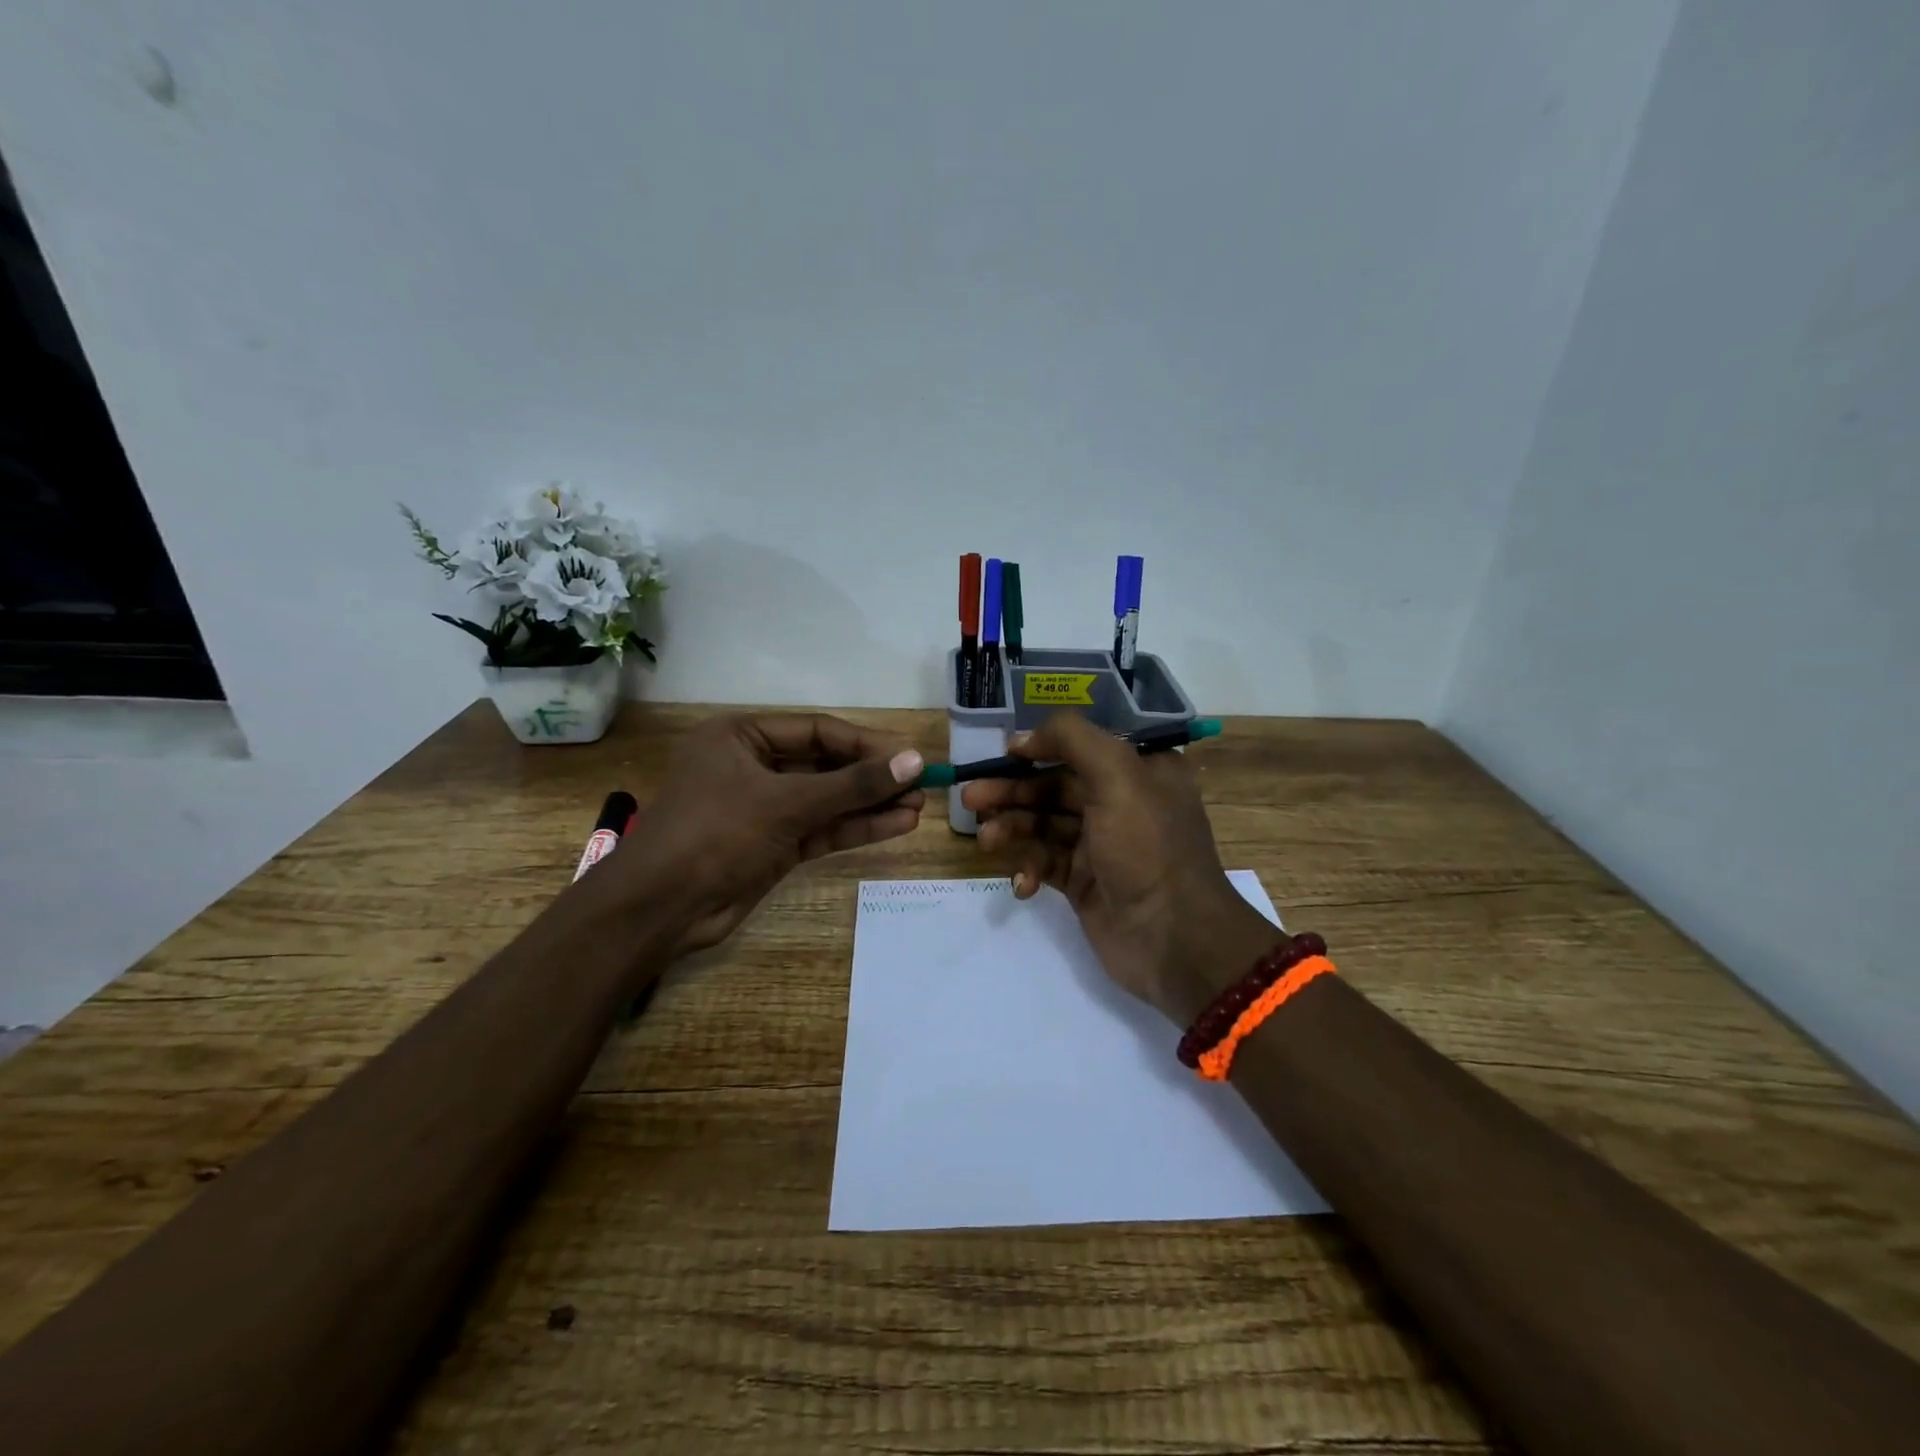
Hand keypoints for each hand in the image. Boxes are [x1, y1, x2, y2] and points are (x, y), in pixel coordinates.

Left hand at [621, 713, 925, 955]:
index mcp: (740, 736)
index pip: (817, 730)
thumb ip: (852, 784)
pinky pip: (822, 828)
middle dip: (872, 776)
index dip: (866, 743)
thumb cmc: (714, 833)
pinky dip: (856, 827)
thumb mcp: (786, 802)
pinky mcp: (773, 845)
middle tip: (922, 781)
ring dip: (870, 803)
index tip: (910, 755)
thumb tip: (914, 761)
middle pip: (825, 764)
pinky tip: (897, 824)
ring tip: (919, 805)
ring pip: (827, 799)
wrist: (660, 910)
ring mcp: (764, 808)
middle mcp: (752, 766)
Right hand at [960, 714, 1282, 1022]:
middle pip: (1054, 786)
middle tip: (970, 798)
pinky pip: (1046, 863)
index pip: (1082, 747)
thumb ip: (1071, 739)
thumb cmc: (1147, 847)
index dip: (1041, 746)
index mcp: (1140, 770)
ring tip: (985, 840)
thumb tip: (1024, 739)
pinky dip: (1028, 869)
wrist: (1173, 940)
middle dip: (1012, 791)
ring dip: (1012, 829)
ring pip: (1044, 825)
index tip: (1003, 754)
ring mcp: (1101, 845)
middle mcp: (1121, 802)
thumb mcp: (1118, 775)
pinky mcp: (1084, 882)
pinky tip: (1022, 884)